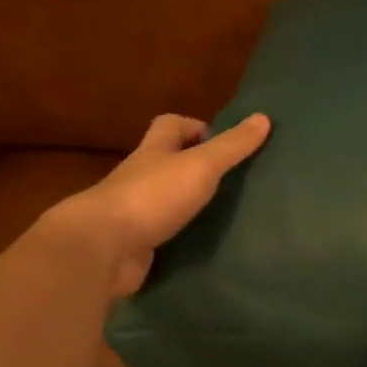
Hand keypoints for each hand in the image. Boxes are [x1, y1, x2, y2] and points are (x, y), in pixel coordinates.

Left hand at [55, 112, 270, 295]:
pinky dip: (181, 239)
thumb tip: (263, 118)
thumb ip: (231, 146)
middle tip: (233, 180)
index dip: (193, 126)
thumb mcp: (200, 166)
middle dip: (195, 167)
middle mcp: (140, 178)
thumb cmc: (152, 196)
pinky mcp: (135, 246)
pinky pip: (164, 237)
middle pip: (166, 163)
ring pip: (166, 202)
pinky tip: (205, 248)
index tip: (221, 140)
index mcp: (153, 152)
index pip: (169, 125)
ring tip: (228, 215)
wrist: (103, 248)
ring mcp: (135, 214)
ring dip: (189, 206)